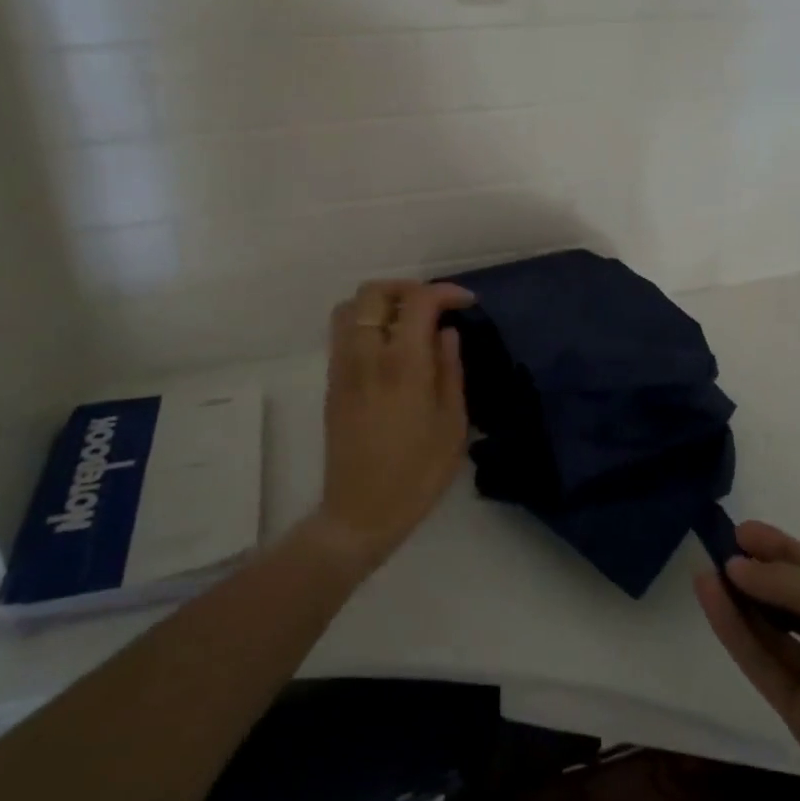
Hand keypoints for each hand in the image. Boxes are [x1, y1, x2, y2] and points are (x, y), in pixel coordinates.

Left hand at [317, 279, 475, 568]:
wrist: (361, 512)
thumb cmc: (418, 473)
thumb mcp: (452, 423)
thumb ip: (450, 370)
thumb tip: (446, 333)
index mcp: (402, 365)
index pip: (418, 302)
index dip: (445, 292)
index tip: (466, 303)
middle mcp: (366, 356)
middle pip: (374, 292)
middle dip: (408, 288)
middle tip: (435, 306)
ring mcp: (343, 367)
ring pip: (351, 307)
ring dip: (382, 302)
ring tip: (409, 321)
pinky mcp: (332, 382)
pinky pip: (343, 332)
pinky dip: (366, 321)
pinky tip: (390, 346)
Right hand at [694, 521, 799, 800]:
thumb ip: (783, 581)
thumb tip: (736, 566)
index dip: (784, 549)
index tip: (742, 531)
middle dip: (761, 574)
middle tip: (719, 548)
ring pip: (777, 633)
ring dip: (742, 601)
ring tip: (704, 568)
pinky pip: (765, 663)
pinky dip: (737, 631)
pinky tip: (709, 596)